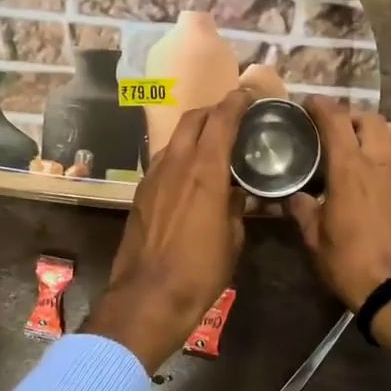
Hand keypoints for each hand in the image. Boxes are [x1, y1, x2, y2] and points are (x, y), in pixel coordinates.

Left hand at [84, 88, 253, 371]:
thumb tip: (238, 193)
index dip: (236, 102)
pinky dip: (180, 154)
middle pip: (193, 119)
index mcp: (205, 171)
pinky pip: (164, 160)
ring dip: (194, 132)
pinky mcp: (141, 193)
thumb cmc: (200, 271)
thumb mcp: (233, 239)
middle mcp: (176, 164)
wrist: (148, 296)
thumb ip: (236, 207)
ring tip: (213, 143)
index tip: (249, 94)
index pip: (221, 120)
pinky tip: (190, 171)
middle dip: (214, 110)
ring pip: (175, 139)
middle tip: (233, 116)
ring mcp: (153, 177)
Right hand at [289, 98, 390, 389]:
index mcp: (350, 169)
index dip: (320, 106)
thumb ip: (302, 209)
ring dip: (378, 126)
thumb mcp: (314, 238)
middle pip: (369, 119)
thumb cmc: (349, 264)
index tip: (308, 103)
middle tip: (335, 126)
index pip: (335, 121)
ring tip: (365, 136)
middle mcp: (381, 162)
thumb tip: (293, 195)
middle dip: (349, 115)